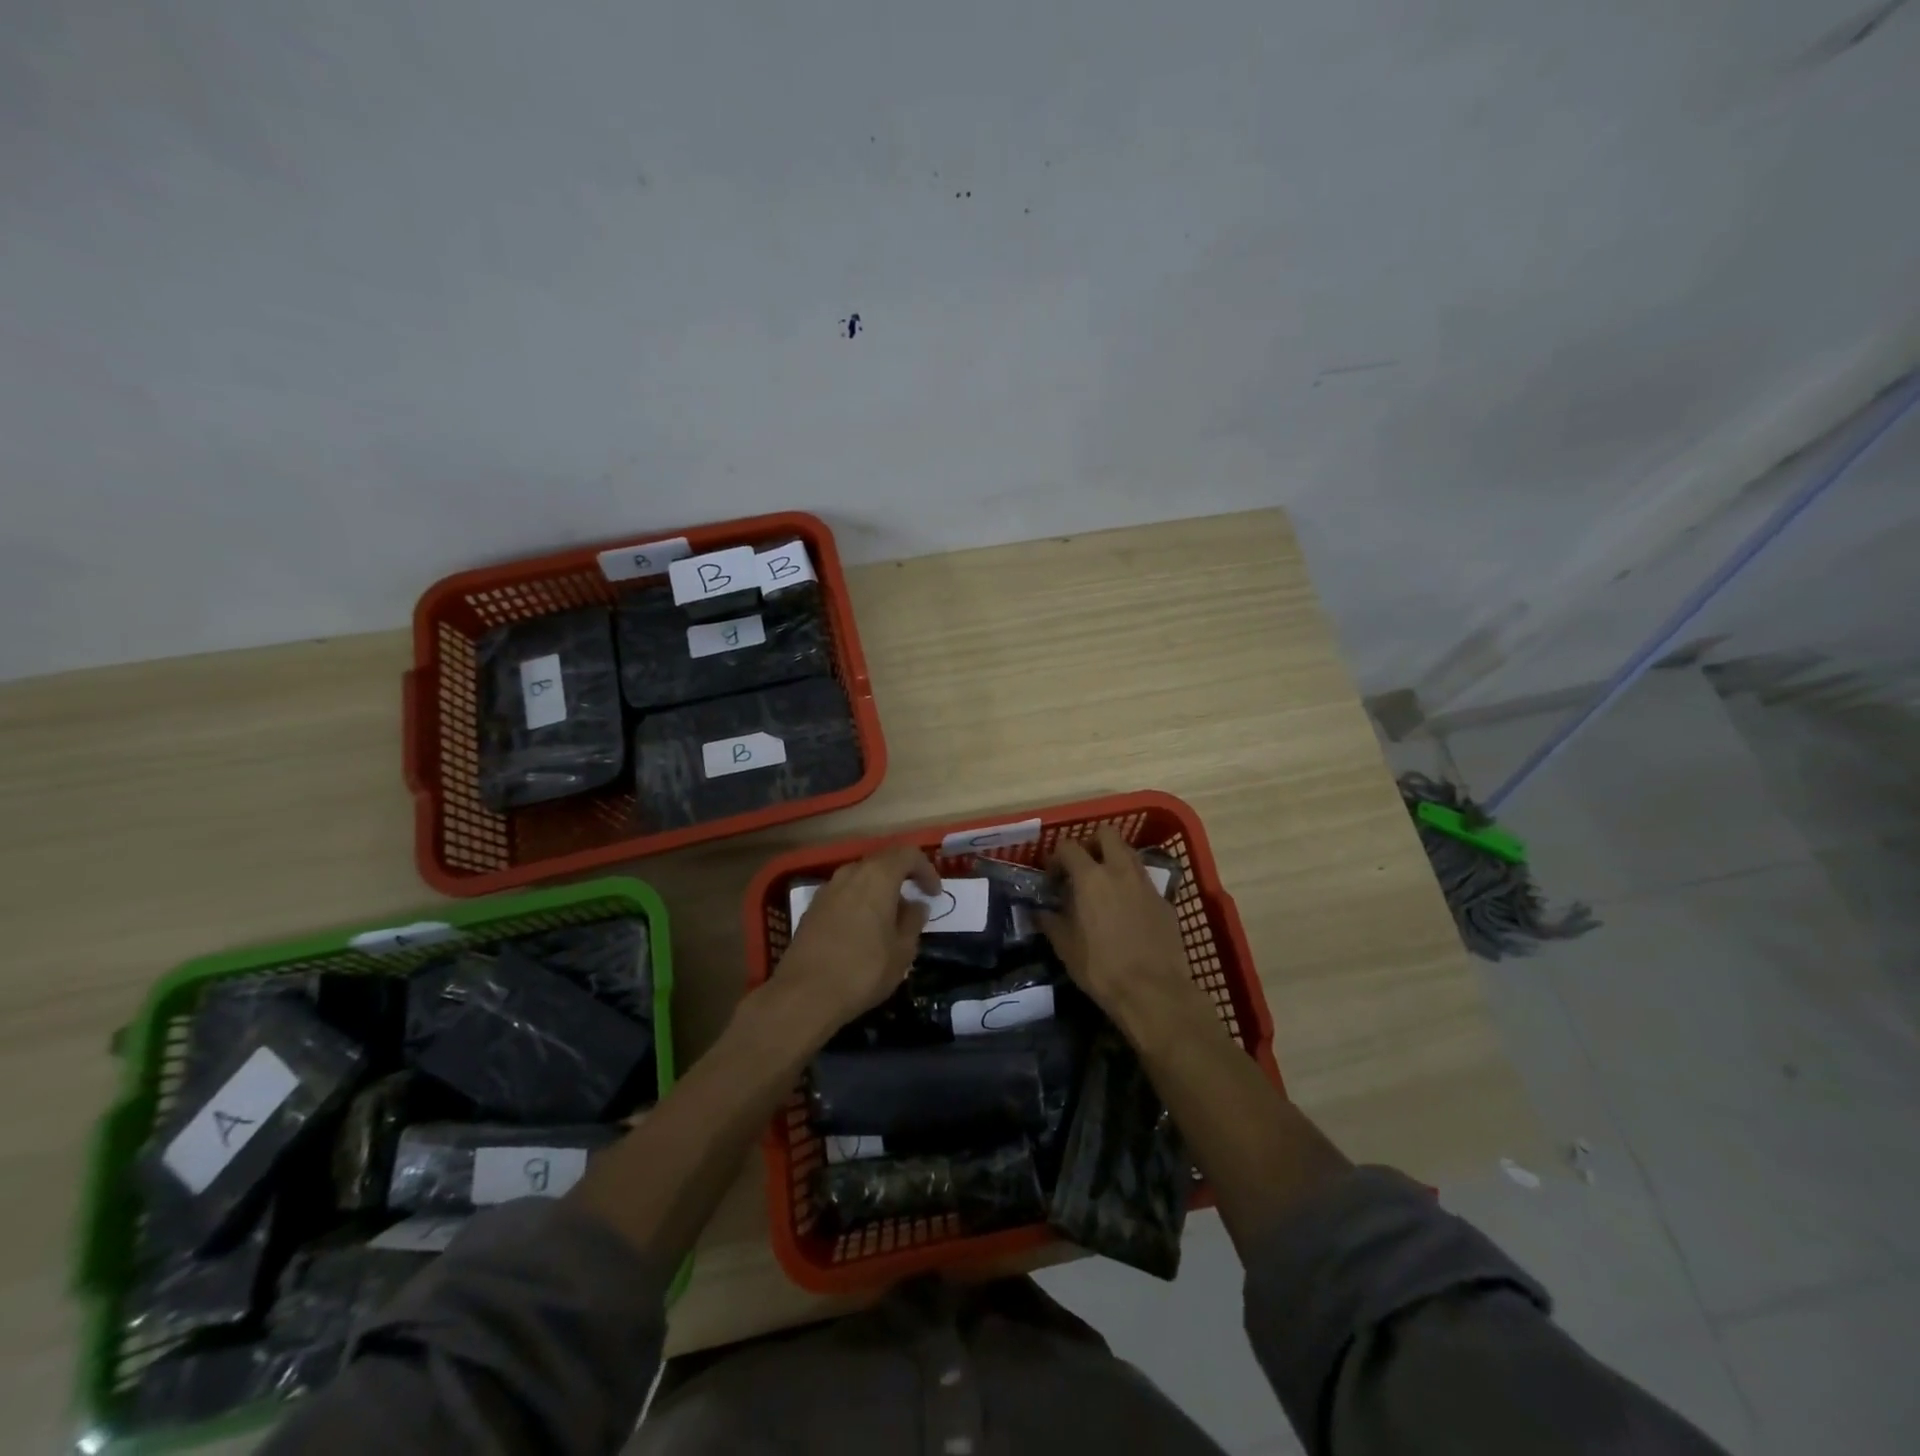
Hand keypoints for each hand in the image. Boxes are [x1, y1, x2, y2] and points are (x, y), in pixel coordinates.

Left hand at [776, 844, 939, 1030]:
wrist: (804, 994)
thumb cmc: (863, 970)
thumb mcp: (902, 951)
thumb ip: (913, 921)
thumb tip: (916, 905)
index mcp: (878, 876)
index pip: (908, 855)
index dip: (926, 870)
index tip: (934, 894)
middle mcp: (851, 873)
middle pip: (882, 862)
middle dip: (902, 878)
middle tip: (914, 903)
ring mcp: (827, 889)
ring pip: (861, 878)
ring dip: (879, 891)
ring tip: (889, 920)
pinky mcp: (812, 908)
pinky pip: (844, 894)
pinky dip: (859, 902)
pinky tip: (862, 930)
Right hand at [1039, 826, 1201, 1031]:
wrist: (1154, 992)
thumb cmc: (1101, 968)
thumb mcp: (1065, 947)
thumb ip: (1050, 921)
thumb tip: (1040, 911)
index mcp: (1091, 877)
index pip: (1069, 847)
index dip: (1056, 857)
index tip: (1052, 877)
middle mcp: (1120, 871)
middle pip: (1107, 834)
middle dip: (1092, 843)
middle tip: (1082, 867)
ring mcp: (1147, 884)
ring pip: (1130, 854)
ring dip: (1114, 860)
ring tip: (1104, 887)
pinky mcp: (1165, 902)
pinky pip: (1145, 881)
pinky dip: (1132, 885)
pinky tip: (1127, 911)